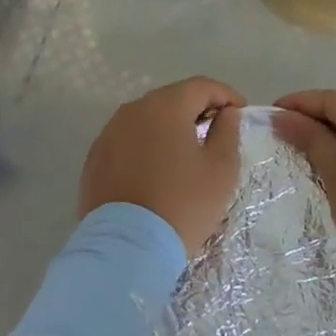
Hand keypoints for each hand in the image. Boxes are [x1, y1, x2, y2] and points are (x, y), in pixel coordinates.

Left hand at [81, 78, 245, 256]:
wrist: (126, 249)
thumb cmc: (182, 204)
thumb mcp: (220, 169)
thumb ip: (227, 132)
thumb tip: (225, 113)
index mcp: (166, 105)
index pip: (202, 86)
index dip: (226, 95)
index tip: (240, 112)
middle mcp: (133, 109)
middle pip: (172, 98)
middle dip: (197, 109)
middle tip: (216, 131)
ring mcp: (109, 133)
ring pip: (148, 119)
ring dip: (170, 128)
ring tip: (186, 152)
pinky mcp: (95, 158)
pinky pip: (128, 140)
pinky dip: (146, 146)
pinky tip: (156, 170)